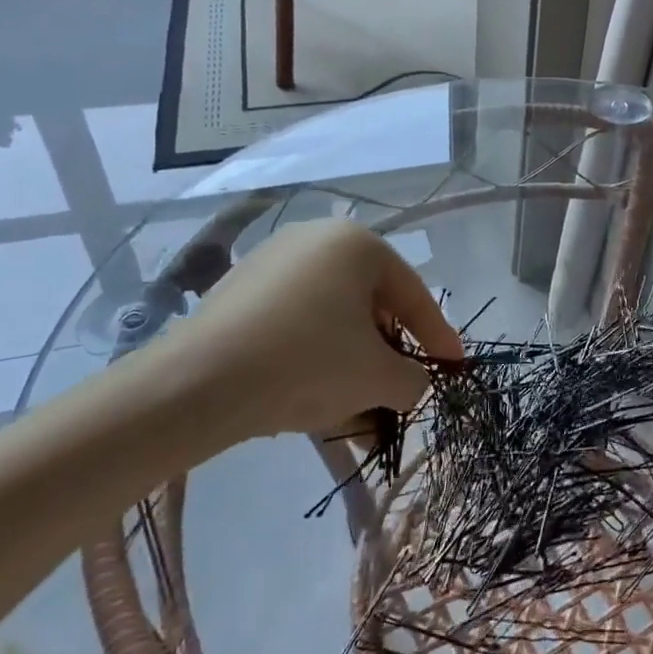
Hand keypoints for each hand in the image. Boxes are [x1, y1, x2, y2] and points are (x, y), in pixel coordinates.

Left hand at [146, 219, 461, 445]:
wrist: (198, 384)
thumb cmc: (308, 363)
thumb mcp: (379, 377)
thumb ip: (414, 378)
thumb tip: (410, 382)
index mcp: (358, 244)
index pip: (413, 295)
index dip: (438, 337)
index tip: (455, 367)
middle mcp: (316, 240)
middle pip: (371, 306)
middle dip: (388, 355)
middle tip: (400, 391)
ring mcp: (271, 263)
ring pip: (331, 320)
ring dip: (351, 365)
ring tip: (358, 413)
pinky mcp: (236, 292)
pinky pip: (294, 325)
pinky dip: (313, 359)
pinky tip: (315, 401)